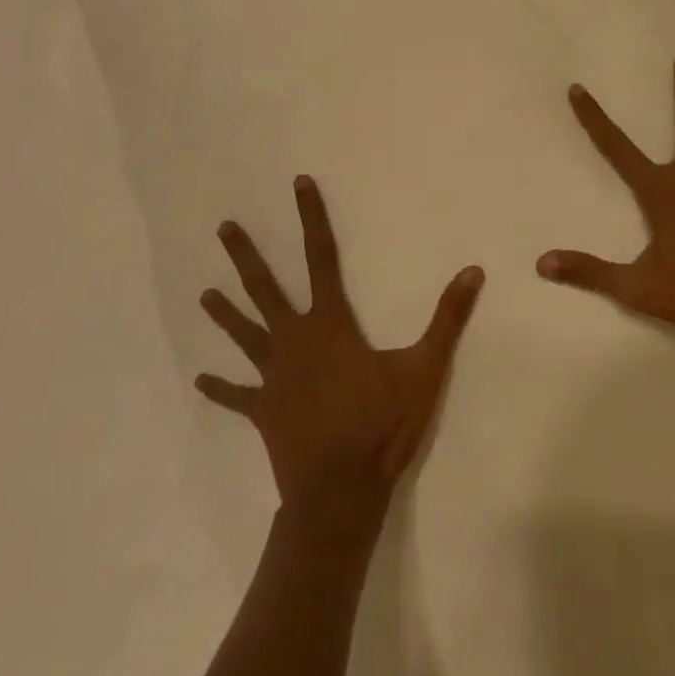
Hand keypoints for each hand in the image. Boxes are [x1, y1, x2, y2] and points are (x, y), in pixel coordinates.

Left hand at [196, 176, 483, 526]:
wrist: (341, 491)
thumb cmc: (383, 424)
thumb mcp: (425, 367)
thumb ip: (448, 318)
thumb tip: (473, 271)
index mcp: (330, 324)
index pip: (321, 257)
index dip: (311, 217)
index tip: (298, 184)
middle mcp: (295, 341)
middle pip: (265, 289)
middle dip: (245, 256)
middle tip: (223, 228)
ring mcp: (274, 378)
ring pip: (245, 335)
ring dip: (225, 314)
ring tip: (203, 293)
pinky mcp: (264, 412)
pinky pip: (238, 395)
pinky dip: (221, 387)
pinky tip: (201, 379)